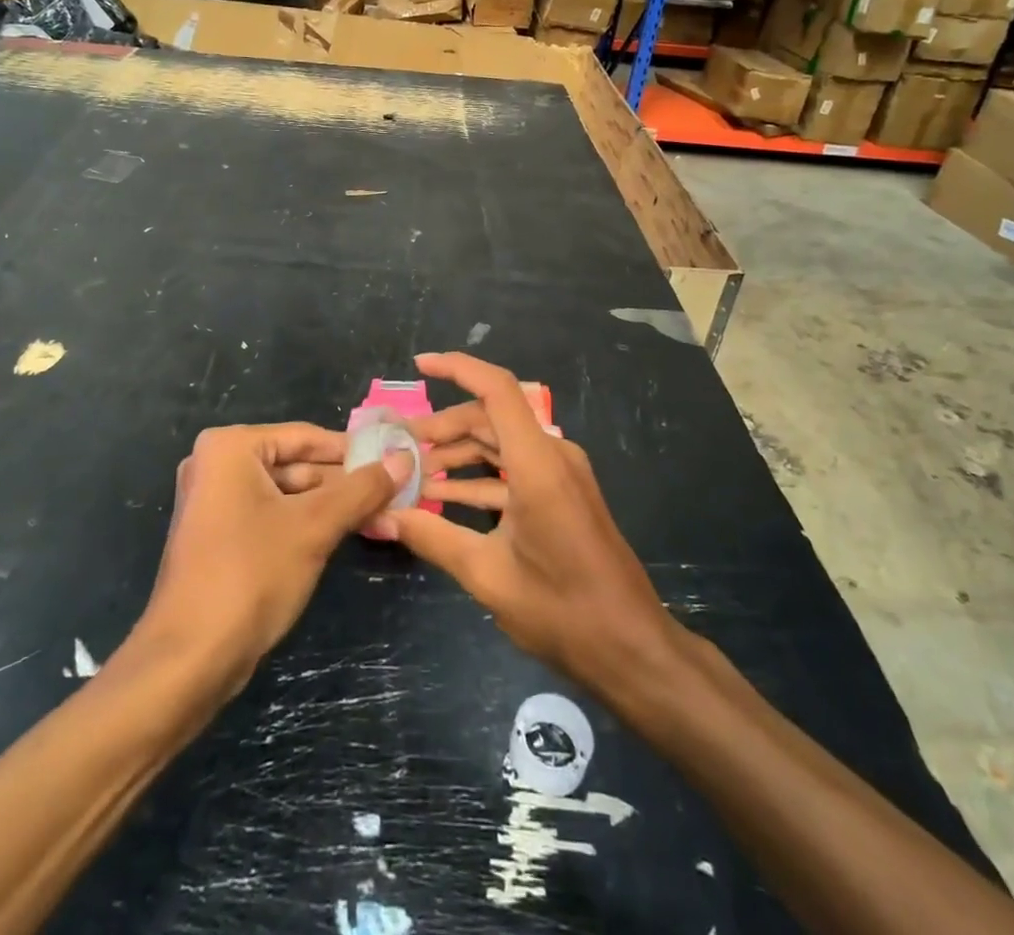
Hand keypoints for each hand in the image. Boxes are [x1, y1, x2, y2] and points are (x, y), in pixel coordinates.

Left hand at [135, 423, 412, 691]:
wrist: (188, 661)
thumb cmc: (250, 575)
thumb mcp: (315, 526)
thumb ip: (362, 489)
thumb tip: (405, 458)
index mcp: (230, 448)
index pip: (306, 437)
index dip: (354, 450)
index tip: (396, 458)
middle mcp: (217, 466)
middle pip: (297, 464)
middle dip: (344, 482)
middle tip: (395, 491)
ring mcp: (216, 504)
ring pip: (288, 493)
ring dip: (331, 505)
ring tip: (382, 514)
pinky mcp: (220, 538)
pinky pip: (273, 516)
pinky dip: (307, 524)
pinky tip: (347, 533)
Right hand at [378, 353, 679, 696]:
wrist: (632, 649)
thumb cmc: (562, 610)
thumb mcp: (486, 575)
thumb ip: (431, 536)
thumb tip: (381, 515)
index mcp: (537, 463)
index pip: (497, 390)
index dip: (457, 368)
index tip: (420, 364)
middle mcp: (552, 456)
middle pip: (492, 417)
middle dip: (444, 426)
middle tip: (400, 445)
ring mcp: (562, 475)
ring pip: (502, 444)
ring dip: (459, 454)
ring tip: (415, 472)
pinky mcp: (564, 495)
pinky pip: (516, 470)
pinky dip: (481, 478)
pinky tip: (446, 497)